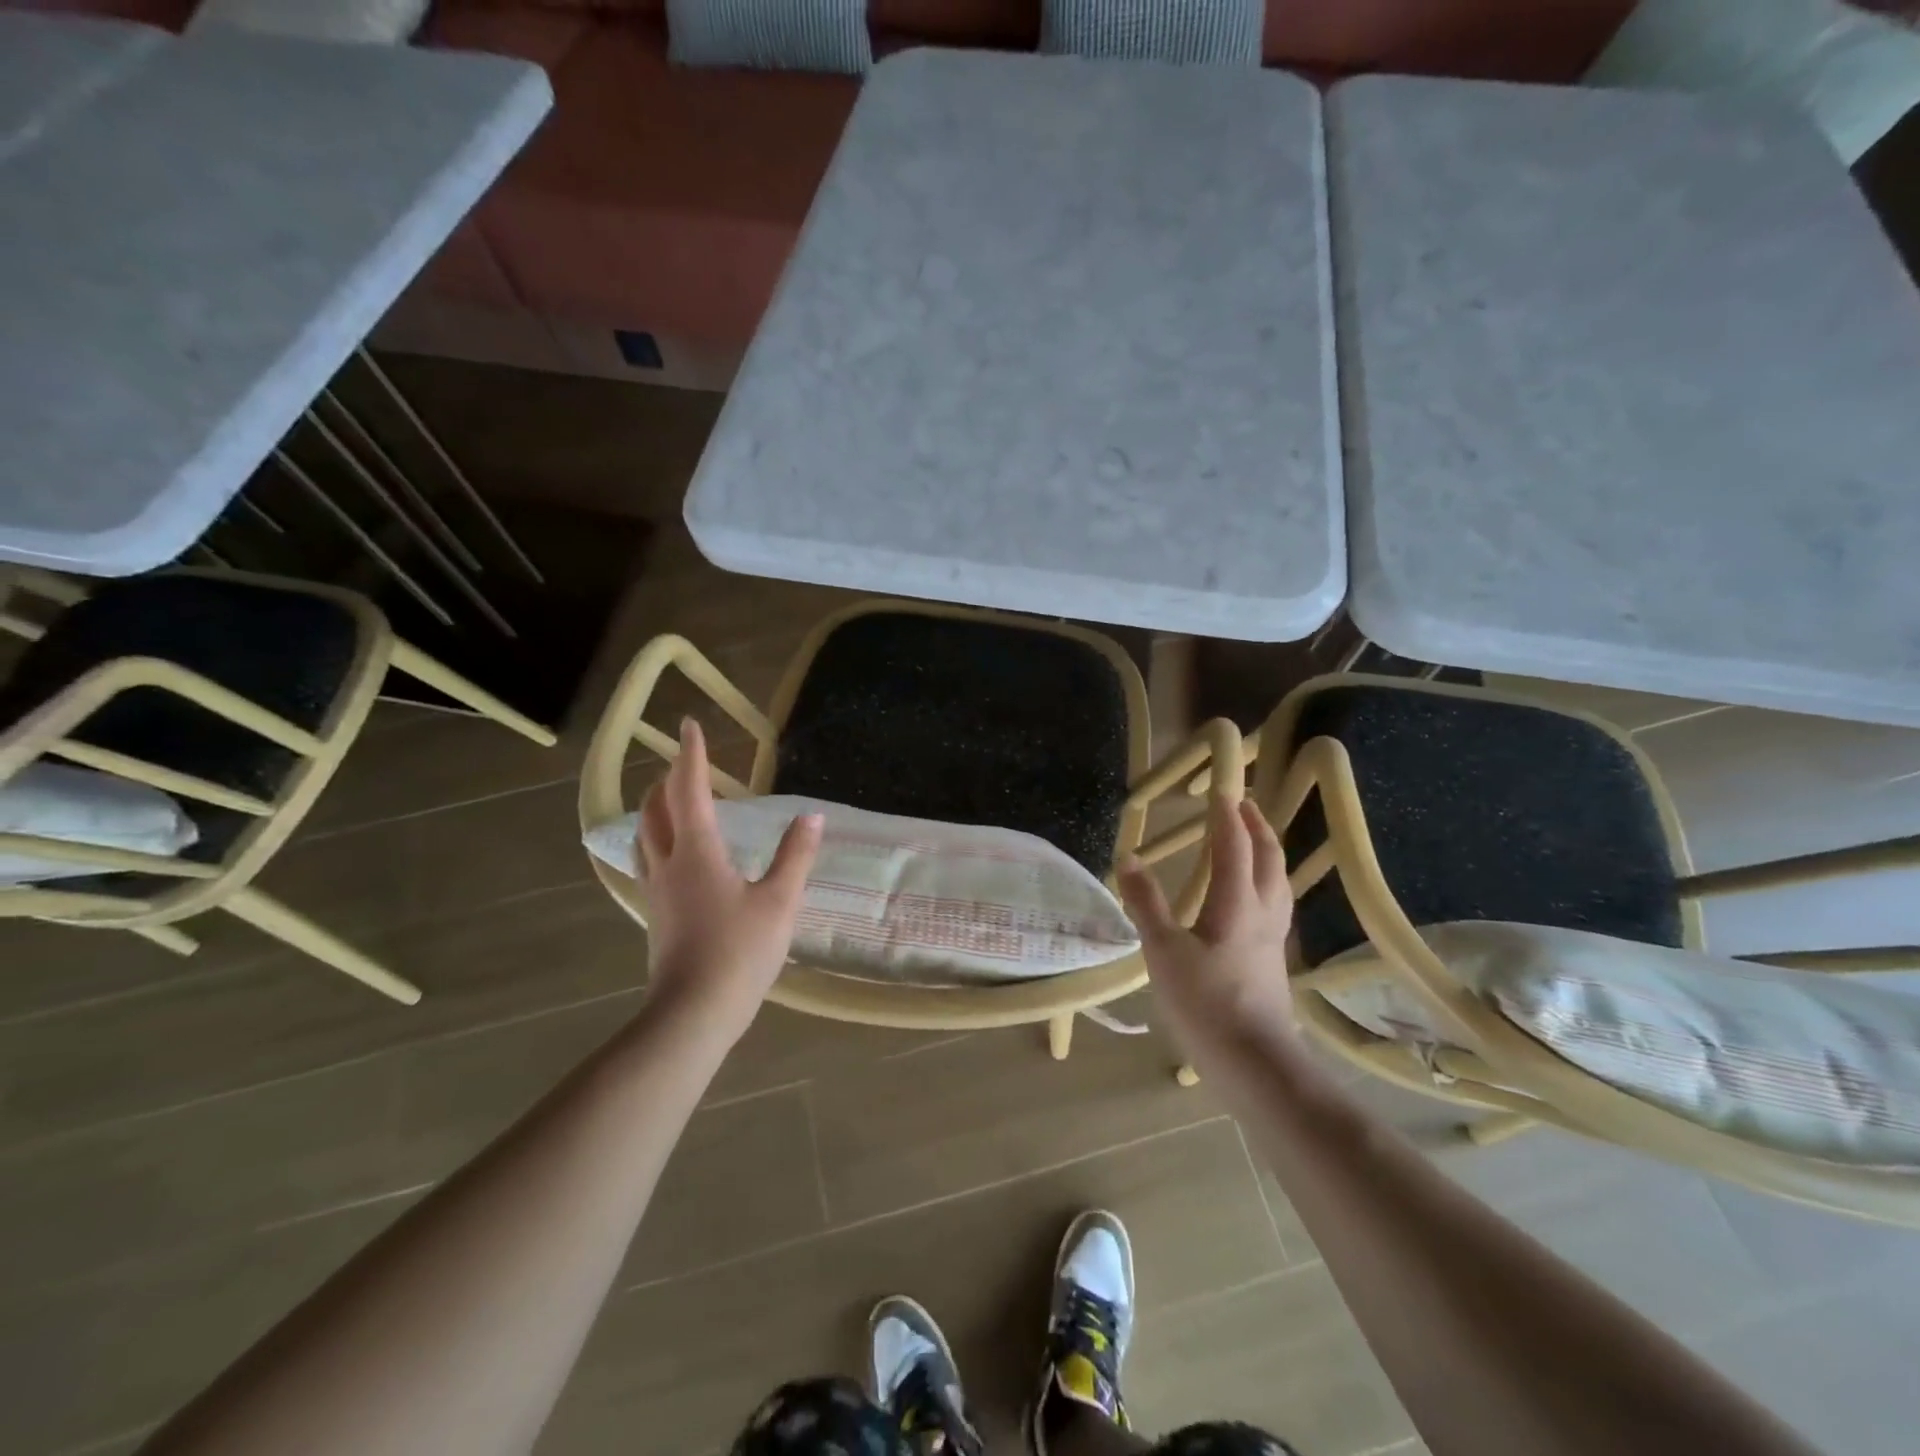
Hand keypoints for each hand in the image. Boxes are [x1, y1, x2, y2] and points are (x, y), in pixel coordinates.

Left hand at [635, 719, 821, 1040]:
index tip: (688, 726)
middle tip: (685, 763)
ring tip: (672, 799)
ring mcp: (656, 891)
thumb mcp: (780, 902)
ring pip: (645, 836)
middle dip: (667, 780)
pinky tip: (673, 854)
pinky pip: (648, 861)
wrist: (693, 1013)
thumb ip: (795, 856)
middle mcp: (668, 863)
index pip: (688, 790)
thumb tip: (812, 817)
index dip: (690, 756)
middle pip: (655, 809)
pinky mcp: (656, 914)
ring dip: (655, 809)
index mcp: (697, 852)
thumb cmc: (740, 952)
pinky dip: (657, 839)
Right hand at [1119, 796, 1296, 1069]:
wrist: (1254, 1062)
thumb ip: (1146, 903)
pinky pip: (1277, 904)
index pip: (1234, 847)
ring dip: (1268, 852)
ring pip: (1279, 882)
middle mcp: (1263, 913)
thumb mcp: (1163, 951)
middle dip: (1257, 827)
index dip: (1226, 817)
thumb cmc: (1205, 1003)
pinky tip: (1256, 898)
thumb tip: (1129, 857)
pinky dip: (1268, 882)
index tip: (1220, 790)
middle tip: (1244, 804)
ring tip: (1255, 840)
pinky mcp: (1274, 959)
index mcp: (1237, 904)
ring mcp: (1273, 938)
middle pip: (1268, 859)